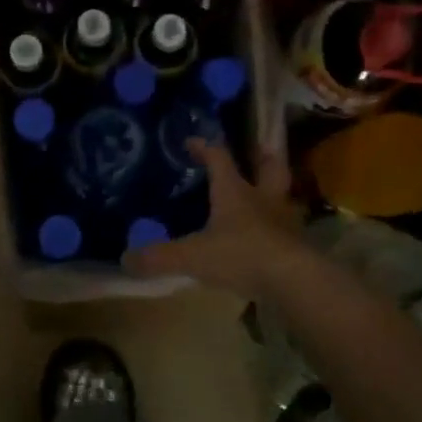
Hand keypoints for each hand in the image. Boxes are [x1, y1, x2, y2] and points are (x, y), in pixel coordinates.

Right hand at [123, 138, 305, 296]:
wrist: (293, 280)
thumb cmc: (241, 255)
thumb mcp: (192, 256)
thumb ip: (159, 257)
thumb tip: (124, 259)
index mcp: (235, 192)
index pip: (219, 159)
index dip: (205, 148)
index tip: (192, 142)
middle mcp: (263, 198)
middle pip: (268, 167)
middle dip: (261, 156)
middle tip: (257, 149)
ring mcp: (284, 221)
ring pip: (282, 195)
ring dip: (274, 191)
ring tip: (264, 193)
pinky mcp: (297, 244)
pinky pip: (286, 227)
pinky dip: (278, 226)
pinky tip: (270, 235)